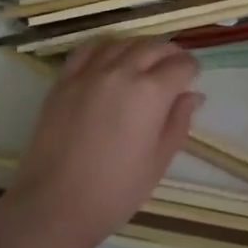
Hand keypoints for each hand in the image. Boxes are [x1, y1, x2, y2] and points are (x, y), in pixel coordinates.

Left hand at [6, 39, 203, 246]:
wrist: (55, 206)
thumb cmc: (116, 190)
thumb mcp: (159, 160)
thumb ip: (179, 122)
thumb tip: (192, 96)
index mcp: (151, 92)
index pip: (181, 65)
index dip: (191, 70)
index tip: (191, 80)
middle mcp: (122, 72)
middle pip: (154, 47)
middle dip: (170, 54)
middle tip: (174, 69)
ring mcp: (89, 73)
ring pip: (123, 42)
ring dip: (140, 47)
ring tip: (144, 62)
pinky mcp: (64, 81)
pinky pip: (88, 49)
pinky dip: (105, 47)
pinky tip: (110, 58)